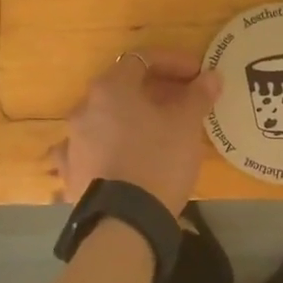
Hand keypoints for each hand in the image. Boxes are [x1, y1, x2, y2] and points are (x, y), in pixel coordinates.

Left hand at [54, 50, 222, 213]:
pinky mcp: (71, 173)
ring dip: (132, 118)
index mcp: (110, 89)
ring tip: (159, 132)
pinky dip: (110, 147)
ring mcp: (73, 142)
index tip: (198, 75)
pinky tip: (122, 156)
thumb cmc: (158, 161)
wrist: (125, 223)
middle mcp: (84, 109)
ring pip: (107, 119)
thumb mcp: (186, 125)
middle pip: (123, 88)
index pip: (142, 59)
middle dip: (155, 90)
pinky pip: (92, 149)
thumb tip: (211, 76)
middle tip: (184, 102)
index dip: (173, 62)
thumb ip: (198, 95)